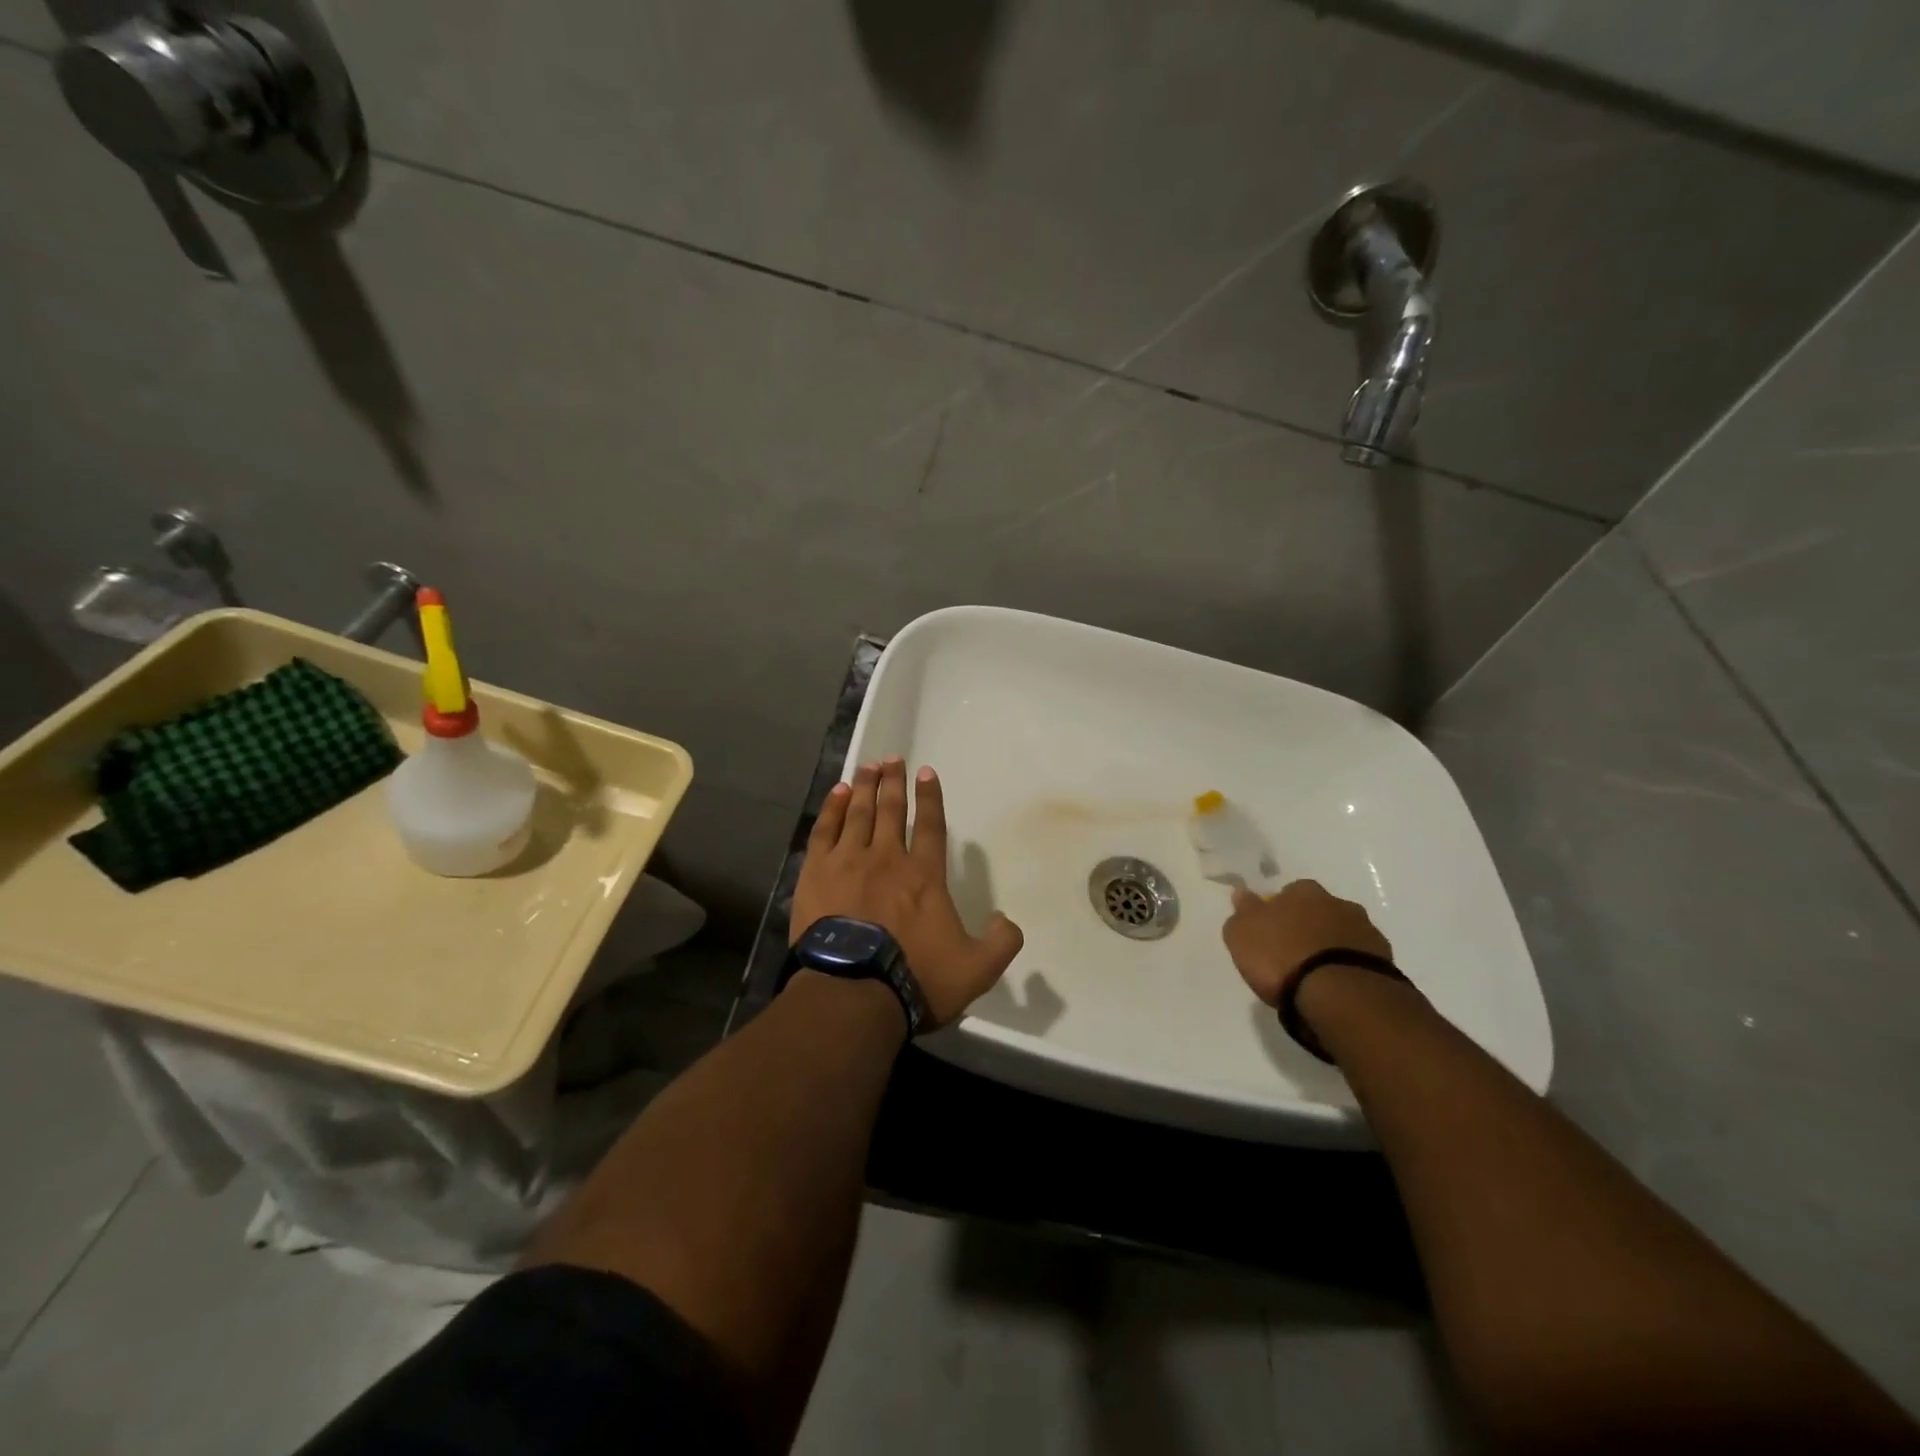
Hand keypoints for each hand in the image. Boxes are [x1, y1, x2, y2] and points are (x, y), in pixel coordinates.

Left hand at [790, 757, 1023, 1029]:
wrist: (853, 992)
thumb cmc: (915, 979)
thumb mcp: (976, 969)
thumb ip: (1001, 942)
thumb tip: (1006, 919)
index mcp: (925, 875)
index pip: (930, 825)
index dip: (930, 797)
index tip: (926, 772)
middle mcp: (888, 858)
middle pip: (890, 809)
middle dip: (893, 782)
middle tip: (892, 759)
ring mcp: (849, 862)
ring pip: (858, 812)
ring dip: (864, 786)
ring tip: (868, 766)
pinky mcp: (816, 873)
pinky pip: (825, 830)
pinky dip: (832, 808)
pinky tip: (836, 793)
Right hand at [1222, 879, 1391, 1007]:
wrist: (1339, 993)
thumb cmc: (1281, 956)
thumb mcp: (1242, 934)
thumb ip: (1243, 911)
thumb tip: (1243, 893)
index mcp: (1303, 891)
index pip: (1289, 893)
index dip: (1280, 911)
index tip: (1271, 931)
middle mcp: (1338, 903)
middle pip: (1319, 911)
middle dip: (1309, 926)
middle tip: (1293, 952)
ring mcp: (1366, 931)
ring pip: (1343, 933)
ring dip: (1331, 946)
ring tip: (1317, 975)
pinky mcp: (1385, 962)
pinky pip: (1360, 959)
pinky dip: (1348, 968)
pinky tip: (1337, 986)